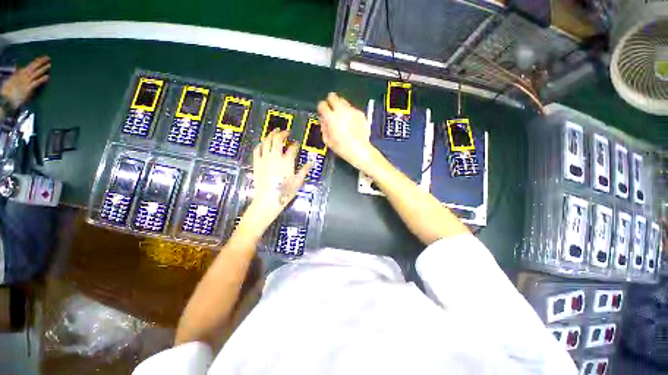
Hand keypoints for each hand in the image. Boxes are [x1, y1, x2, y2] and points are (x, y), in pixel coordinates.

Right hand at [1, 56, 50, 108]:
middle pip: (33, 68)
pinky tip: (47, 77)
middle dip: (40, 62)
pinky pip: (35, 83)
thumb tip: (19, 68)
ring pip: (35, 74)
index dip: (36, 62)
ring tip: (49, 65)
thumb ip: (17, 75)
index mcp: (19, 74)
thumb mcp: (13, 81)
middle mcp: (23, 77)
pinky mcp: (28, 89)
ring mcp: (26, 83)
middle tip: (48, 58)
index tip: (43, 58)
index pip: (29, 66)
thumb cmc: (9, 92)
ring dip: (42, 69)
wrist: (6, 100)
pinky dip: (41, 80)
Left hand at [246, 129, 310, 230]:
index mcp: (287, 161)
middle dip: (283, 134)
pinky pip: (257, 149)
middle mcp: (275, 156)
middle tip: (286, 132)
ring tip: (275, 131)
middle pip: (278, 140)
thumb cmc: (285, 192)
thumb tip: (312, 162)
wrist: (267, 200)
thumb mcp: (298, 182)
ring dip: (271, 135)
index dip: (295, 144)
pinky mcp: (256, 162)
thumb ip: (304, 170)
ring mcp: (264, 158)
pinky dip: (261, 143)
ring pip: (266, 141)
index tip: (297, 144)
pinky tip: (263, 142)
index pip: (292, 148)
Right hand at [317, 92, 377, 172]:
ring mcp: (352, 110)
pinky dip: (349, 113)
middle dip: (330, 101)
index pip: (322, 105)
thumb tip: (323, 120)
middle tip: (331, 110)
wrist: (360, 150)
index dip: (321, 108)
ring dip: (340, 106)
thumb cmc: (342, 148)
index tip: (322, 113)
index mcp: (331, 117)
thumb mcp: (328, 140)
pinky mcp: (360, 113)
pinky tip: (351, 122)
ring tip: (342, 116)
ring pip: (343, 101)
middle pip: (333, 97)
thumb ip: (324, 127)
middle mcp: (341, 110)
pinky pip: (352, 109)